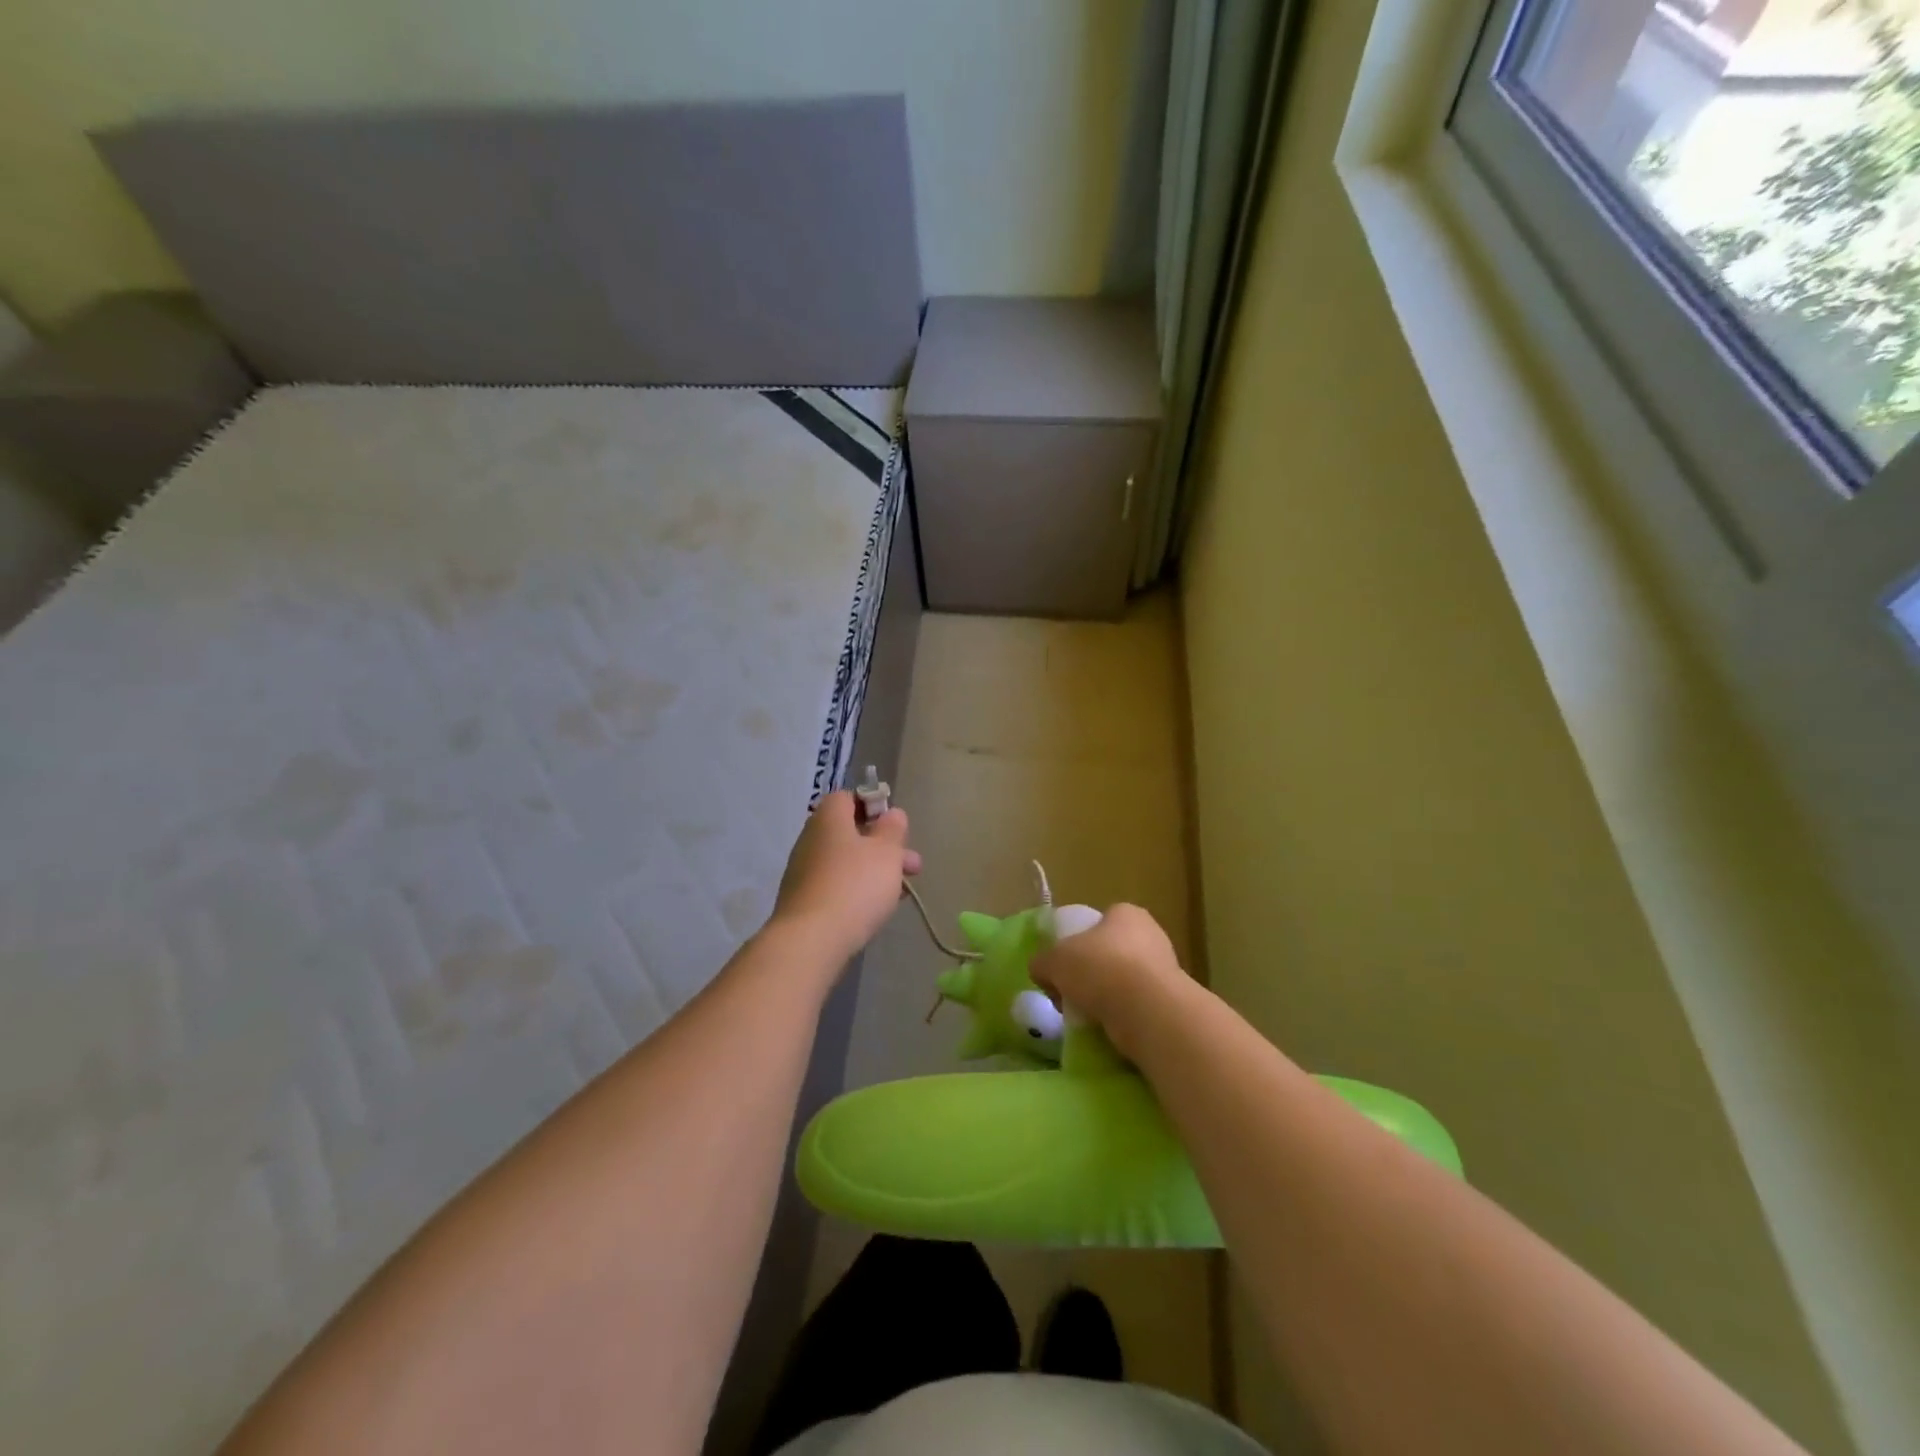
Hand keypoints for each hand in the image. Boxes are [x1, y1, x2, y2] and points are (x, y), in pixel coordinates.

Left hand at [772, 791, 921, 961]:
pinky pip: (836, 886)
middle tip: (912, 865)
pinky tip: (877, 909)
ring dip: (875, 871)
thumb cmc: (855, 885)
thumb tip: (892, 813)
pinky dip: (857, 891)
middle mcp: (811, 839)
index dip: (873, 806)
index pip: (848, 798)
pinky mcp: (804, 901)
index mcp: (828, 819)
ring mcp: (804, 871)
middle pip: (851, 833)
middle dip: (884, 847)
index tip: (895, 825)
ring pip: (847, 862)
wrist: (811, 940)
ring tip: (902, 892)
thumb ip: (893, 829)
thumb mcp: (886, 852)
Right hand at [1031, 903, 1194, 1063]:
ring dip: (1105, 998)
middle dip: (1090, 974)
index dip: (1077, 942)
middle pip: (1110, 953)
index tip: (1063, 967)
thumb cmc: (1100, 968)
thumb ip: (1042, 962)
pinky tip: (1107, 1028)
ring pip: (1123, 982)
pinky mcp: (1170, 1002)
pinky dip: (1120, 1016)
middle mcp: (1151, 935)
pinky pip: (1136, 1007)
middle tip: (1070, 994)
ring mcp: (1166, 970)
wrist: (1147, 1011)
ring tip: (1086, 1016)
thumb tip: (1041, 971)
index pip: (1098, 923)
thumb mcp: (1054, 960)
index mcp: (1126, 913)